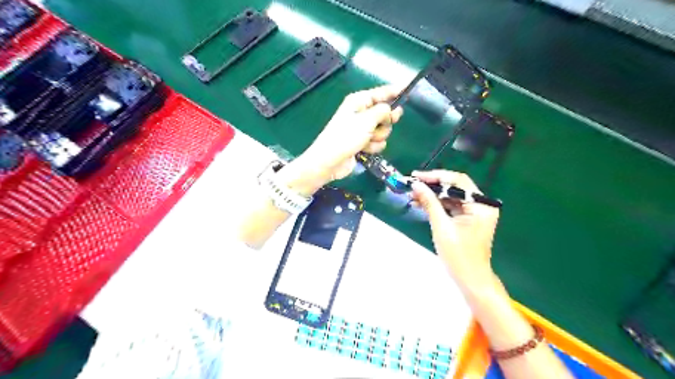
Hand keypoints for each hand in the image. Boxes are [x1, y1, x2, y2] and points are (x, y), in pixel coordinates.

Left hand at [279, 86, 399, 196]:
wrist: (330, 161)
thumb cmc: (346, 137)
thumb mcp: (367, 120)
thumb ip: (383, 111)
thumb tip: (392, 109)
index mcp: (359, 101)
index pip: (381, 92)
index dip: (395, 90)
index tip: (409, 87)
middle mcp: (361, 113)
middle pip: (385, 112)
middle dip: (385, 121)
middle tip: (381, 124)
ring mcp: (362, 129)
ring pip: (383, 129)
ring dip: (378, 137)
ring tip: (366, 140)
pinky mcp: (363, 143)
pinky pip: (378, 142)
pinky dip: (373, 147)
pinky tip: (364, 150)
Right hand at [408, 171, 497, 288]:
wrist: (470, 279)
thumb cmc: (458, 255)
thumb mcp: (441, 226)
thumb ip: (429, 203)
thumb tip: (416, 185)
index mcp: (481, 205)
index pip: (458, 181)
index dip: (435, 176)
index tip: (416, 176)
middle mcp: (482, 204)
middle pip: (455, 187)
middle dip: (432, 186)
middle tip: (412, 185)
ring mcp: (476, 211)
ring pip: (452, 196)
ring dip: (433, 195)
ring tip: (413, 195)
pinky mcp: (470, 218)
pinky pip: (452, 206)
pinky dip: (438, 204)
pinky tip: (422, 204)